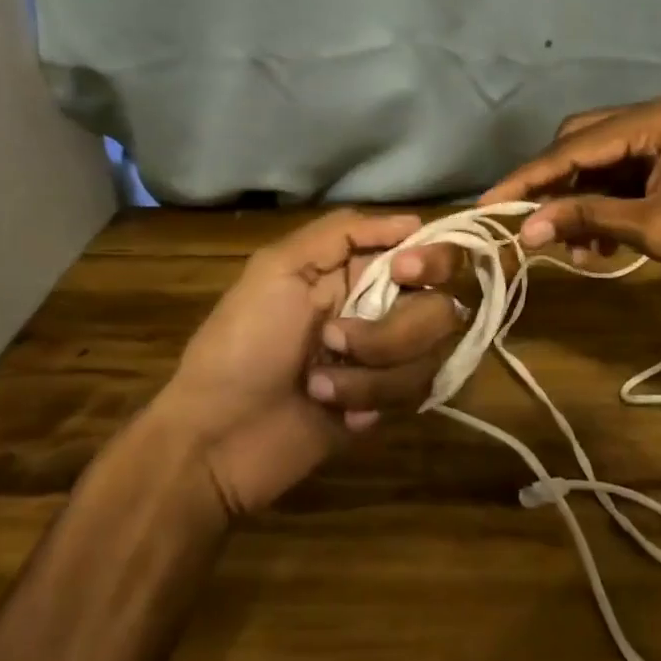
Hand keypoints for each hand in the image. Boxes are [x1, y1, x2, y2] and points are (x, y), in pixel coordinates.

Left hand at [143, 210, 463, 515]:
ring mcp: (389, 358)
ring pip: (430, 353)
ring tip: (318, 384)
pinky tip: (334, 412)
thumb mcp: (278, 268)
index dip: (431, 259)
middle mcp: (383, 308)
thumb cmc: (241, 344)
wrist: (217, 439)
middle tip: (335, 340)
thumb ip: (343, 232)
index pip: (429, 251)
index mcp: (358, 270)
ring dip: (370, 371)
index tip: (404, 272)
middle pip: (443, 305)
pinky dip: (368, 400)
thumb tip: (413, 221)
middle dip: (392, 331)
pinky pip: (414, 394)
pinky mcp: (389, 404)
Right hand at [481, 92, 660, 303]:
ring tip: (577, 248)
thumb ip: (586, 219)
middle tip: (532, 226)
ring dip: (583, 200)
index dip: (530, 177)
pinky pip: (628, 173)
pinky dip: (609, 203)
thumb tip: (524, 230)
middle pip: (586, 141)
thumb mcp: (655, 230)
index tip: (490, 203)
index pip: (578, 144)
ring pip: (605, 160)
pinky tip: (603, 242)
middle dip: (557, 185)